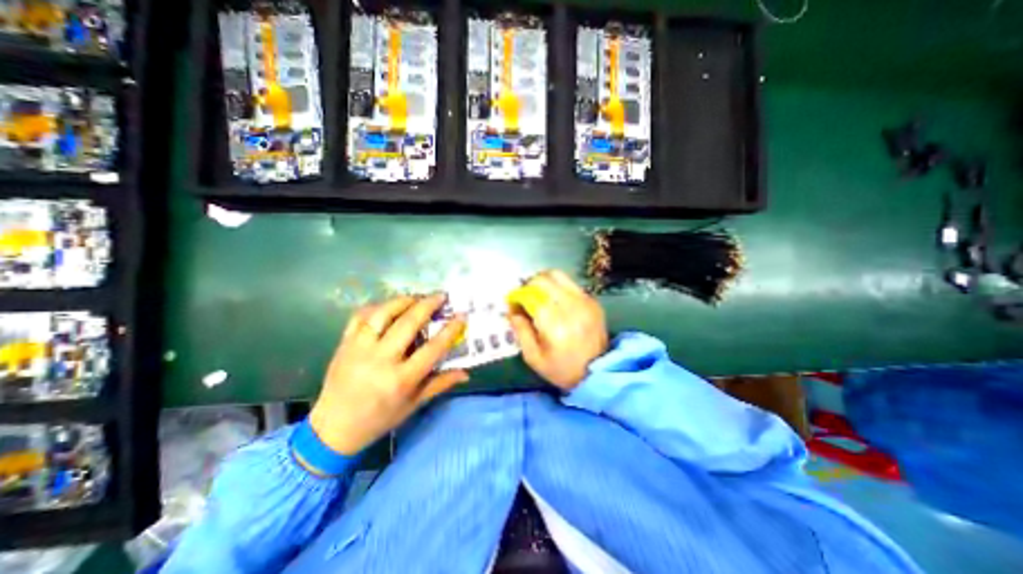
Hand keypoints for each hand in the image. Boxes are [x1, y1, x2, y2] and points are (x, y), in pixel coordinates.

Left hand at [309, 293, 468, 454]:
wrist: (333, 428)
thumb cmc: (380, 418)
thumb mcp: (414, 404)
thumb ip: (440, 384)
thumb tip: (466, 373)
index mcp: (401, 379)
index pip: (433, 348)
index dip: (451, 329)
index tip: (462, 315)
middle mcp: (381, 360)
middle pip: (408, 323)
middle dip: (428, 305)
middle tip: (441, 296)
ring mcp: (359, 349)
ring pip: (383, 314)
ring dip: (403, 301)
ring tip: (417, 297)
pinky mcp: (344, 343)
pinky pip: (360, 316)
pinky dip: (377, 307)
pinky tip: (389, 306)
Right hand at [505, 270, 599, 388]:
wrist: (597, 372)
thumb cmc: (561, 369)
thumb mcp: (534, 358)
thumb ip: (520, 332)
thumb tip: (511, 310)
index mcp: (555, 326)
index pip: (531, 297)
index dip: (518, 297)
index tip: (512, 304)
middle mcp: (571, 308)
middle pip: (544, 280)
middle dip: (528, 285)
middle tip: (524, 296)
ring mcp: (585, 302)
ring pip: (558, 275)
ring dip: (543, 281)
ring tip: (537, 293)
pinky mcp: (592, 301)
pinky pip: (570, 283)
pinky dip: (557, 287)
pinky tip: (554, 300)